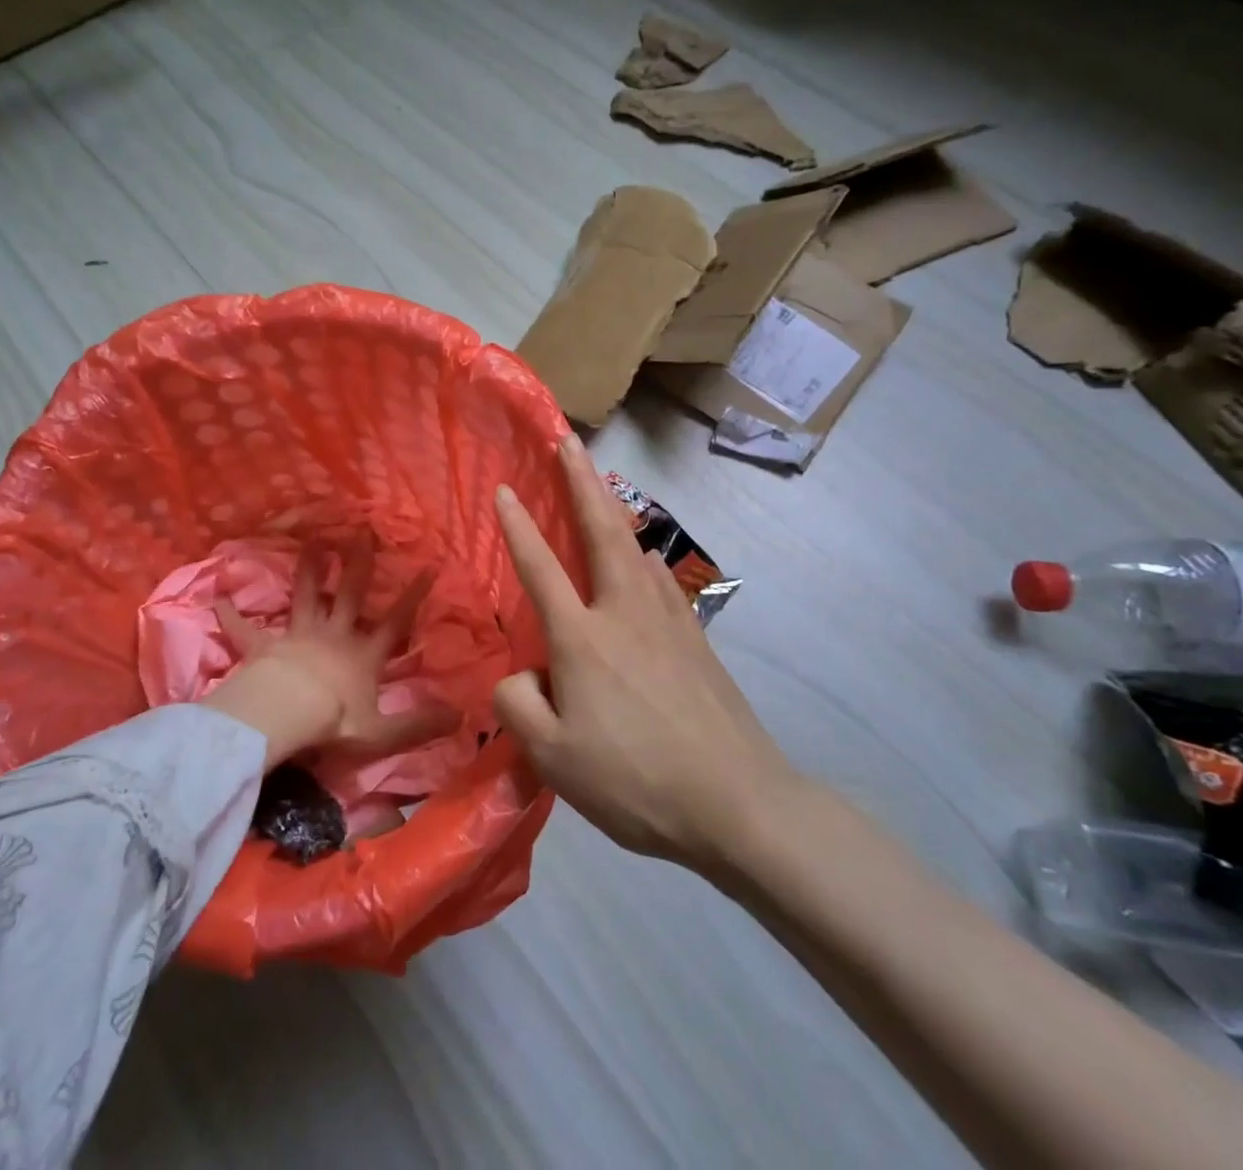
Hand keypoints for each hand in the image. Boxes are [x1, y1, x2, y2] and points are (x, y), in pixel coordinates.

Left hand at [203, 532, 457, 768]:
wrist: (287, 715)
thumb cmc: (334, 722)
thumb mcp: (382, 732)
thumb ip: (418, 725)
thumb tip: (461, 718)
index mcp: (362, 655)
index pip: (395, 621)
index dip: (414, 596)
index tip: (428, 566)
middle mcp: (334, 636)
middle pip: (349, 593)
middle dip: (358, 563)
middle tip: (362, 531)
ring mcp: (298, 636)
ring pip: (305, 595)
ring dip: (308, 569)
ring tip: (311, 541)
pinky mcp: (264, 646)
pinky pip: (245, 629)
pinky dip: (230, 615)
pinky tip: (216, 598)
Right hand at [492, 435, 797, 871]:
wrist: (737, 802)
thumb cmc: (635, 781)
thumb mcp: (552, 758)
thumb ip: (518, 704)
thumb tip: (524, 674)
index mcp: (582, 637)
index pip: (540, 567)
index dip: (518, 526)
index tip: (505, 489)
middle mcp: (624, 611)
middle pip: (601, 529)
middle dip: (581, 480)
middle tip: (570, 442)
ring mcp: (667, 619)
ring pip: (634, 546)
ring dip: (613, 508)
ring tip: (600, 487)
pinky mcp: (696, 637)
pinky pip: (659, 576)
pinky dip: (640, 552)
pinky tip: (642, 559)